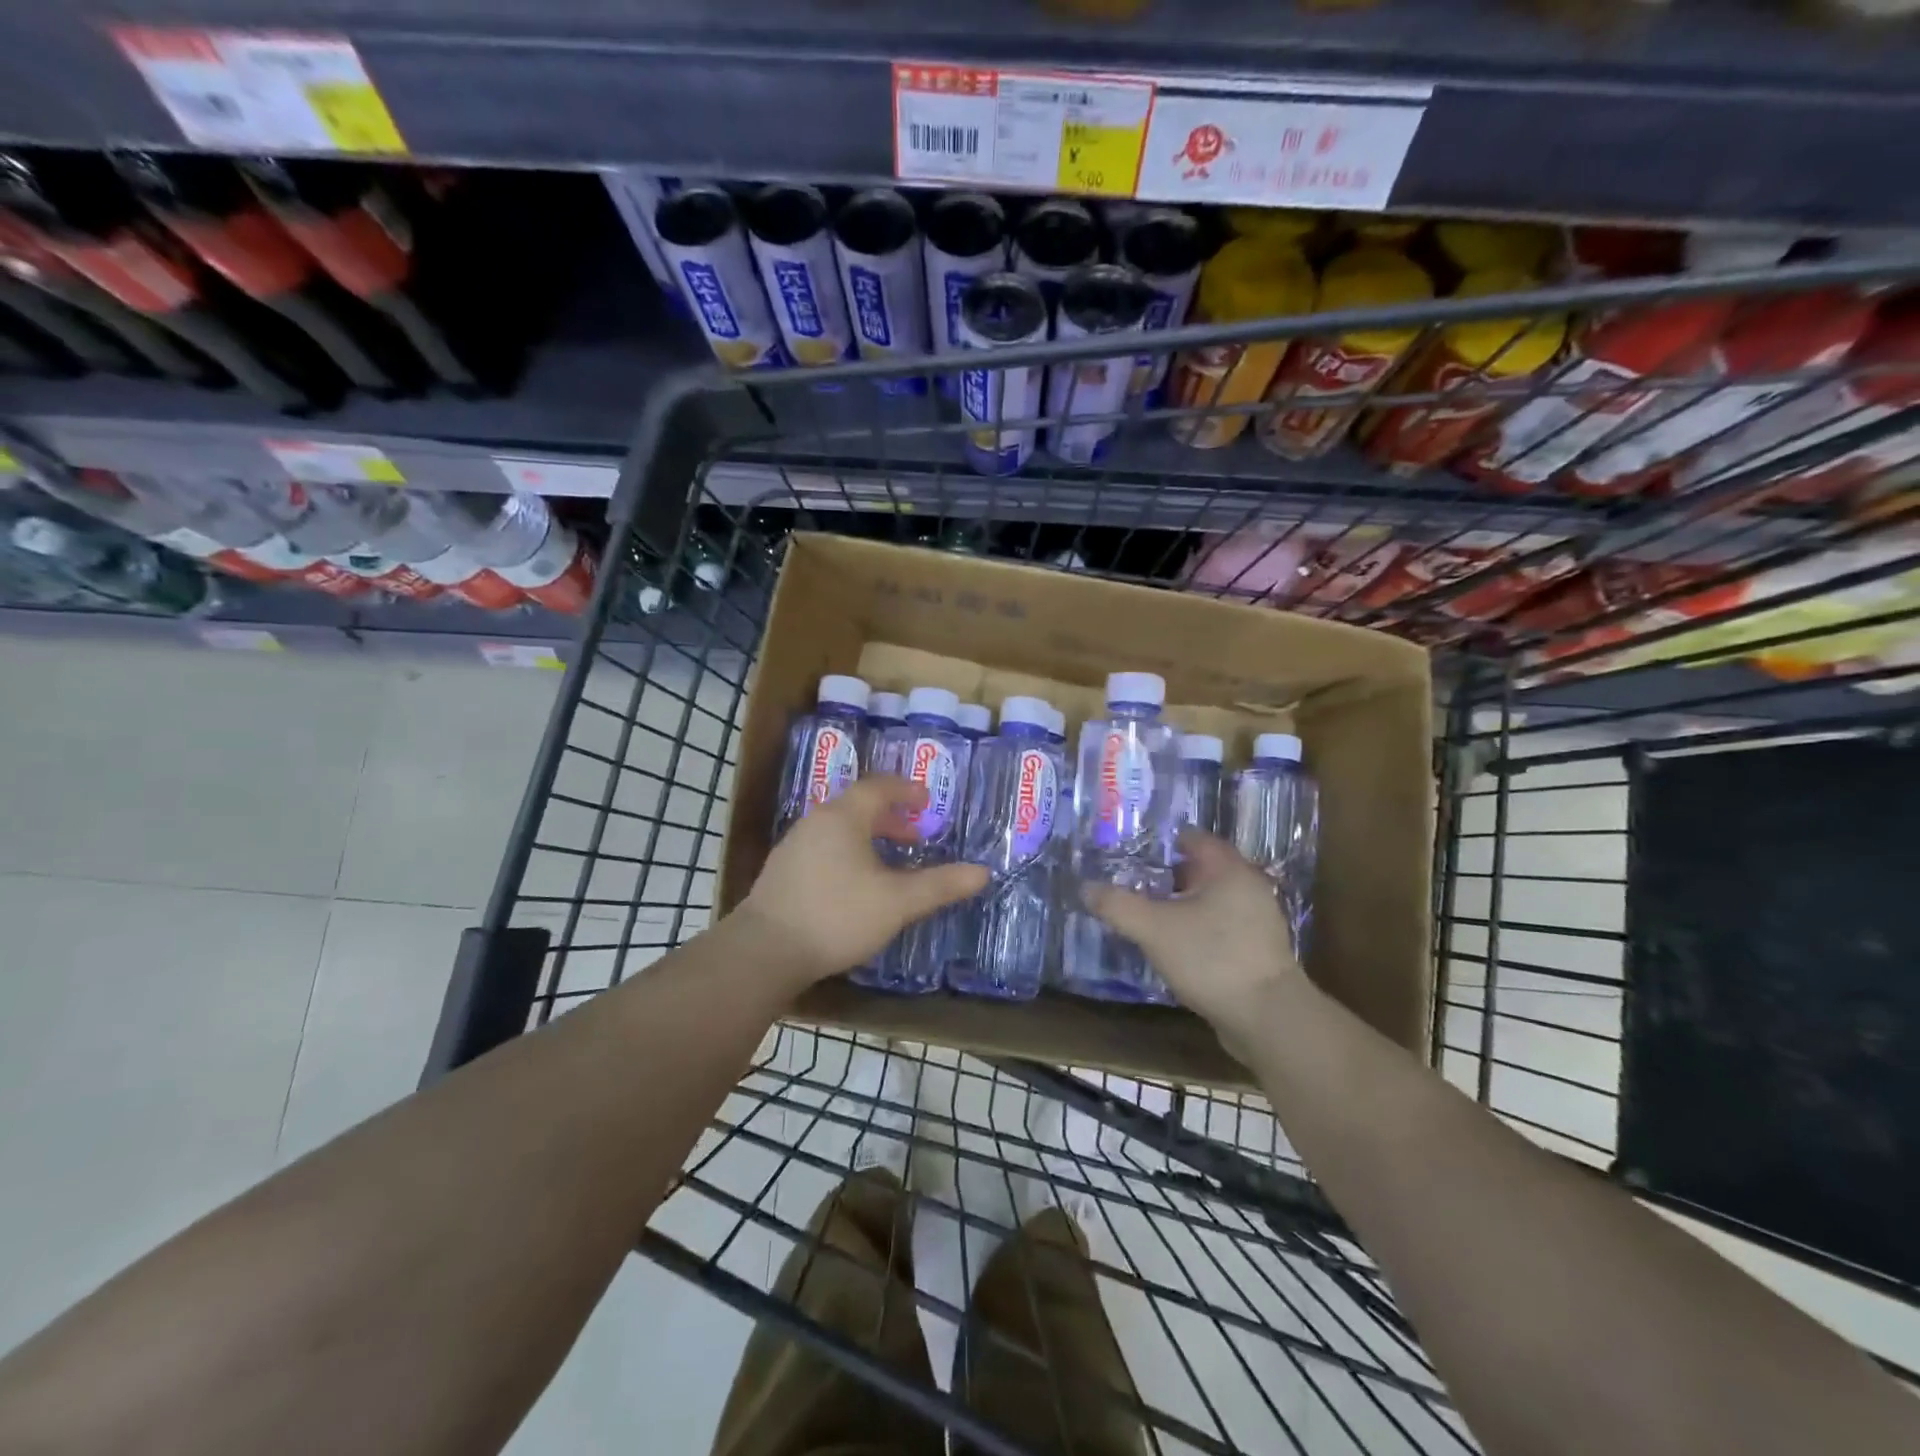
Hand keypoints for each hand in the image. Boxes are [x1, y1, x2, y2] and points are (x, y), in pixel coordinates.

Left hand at [738, 776, 988, 986]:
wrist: (765, 951)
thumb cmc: (837, 915)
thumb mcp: (898, 902)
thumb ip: (940, 885)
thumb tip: (982, 872)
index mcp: (844, 817)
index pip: (879, 787)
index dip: (905, 790)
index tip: (926, 800)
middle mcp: (816, 821)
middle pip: (858, 806)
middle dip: (890, 818)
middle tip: (914, 837)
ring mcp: (795, 845)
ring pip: (839, 828)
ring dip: (868, 836)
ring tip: (889, 862)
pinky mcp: (782, 871)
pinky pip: (824, 847)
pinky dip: (848, 852)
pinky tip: (855, 884)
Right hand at [1083, 829, 1307, 1032]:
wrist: (1267, 1018)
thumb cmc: (1211, 958)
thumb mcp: (1154, 929)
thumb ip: (1118, 905)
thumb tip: (1086, 887)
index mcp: (1228, 869)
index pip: (1192, 838)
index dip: (1160, 842)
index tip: (1130, 851)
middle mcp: (1248, 886)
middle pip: (1201, 869)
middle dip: (1166, 875)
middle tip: (1132, 882)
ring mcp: (1258, 919)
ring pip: (1210, 899)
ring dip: (1181, 904)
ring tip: (1147, 914)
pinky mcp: (1258, 949)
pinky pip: (1220, 925)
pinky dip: (1197, 927)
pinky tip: (1174, 944)